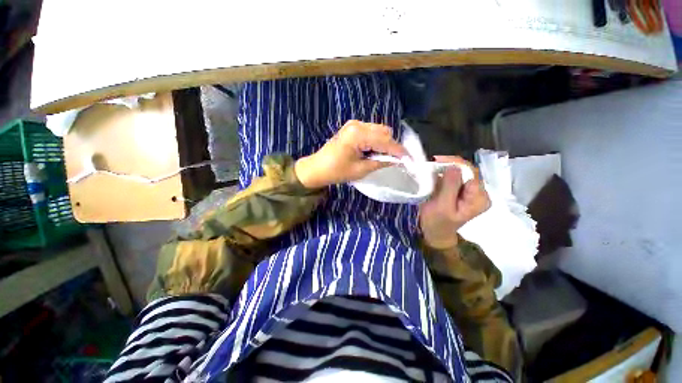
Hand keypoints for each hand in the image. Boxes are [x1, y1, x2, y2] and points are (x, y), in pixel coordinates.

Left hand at [295, 120, 406, 188]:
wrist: (317, 168)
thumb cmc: (336, 171)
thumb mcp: (360, 170)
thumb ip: (380, 162)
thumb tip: (397, 161)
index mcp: (358, 134)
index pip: (385, 141)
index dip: (399, 151)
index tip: (409, 160)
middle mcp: (357, 124)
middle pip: (384, 131)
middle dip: (392, 146)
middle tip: (396, 160)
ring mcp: (354, 124)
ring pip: (379, 130)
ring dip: (384, 143)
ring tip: (384, 157)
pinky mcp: (352, 128)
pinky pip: (371, 132)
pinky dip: (376, 141)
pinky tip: (374, 151)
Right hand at [419, 156, 490, 248]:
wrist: (435, 232)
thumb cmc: (437, 222)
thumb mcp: (442, 205)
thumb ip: (450, 186)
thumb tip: (454, 166)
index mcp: (479, 198)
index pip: (472, 173)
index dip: (455, 163)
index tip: (437, 160)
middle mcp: (480, 193)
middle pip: (467, 171)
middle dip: (449, 165)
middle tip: (432, 163)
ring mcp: (471, 192)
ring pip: (461, 172)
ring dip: (446, 169)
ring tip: (432, 169)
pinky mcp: (462, 191)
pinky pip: (455, 177)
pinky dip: (444, 174)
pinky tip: (435, 175)